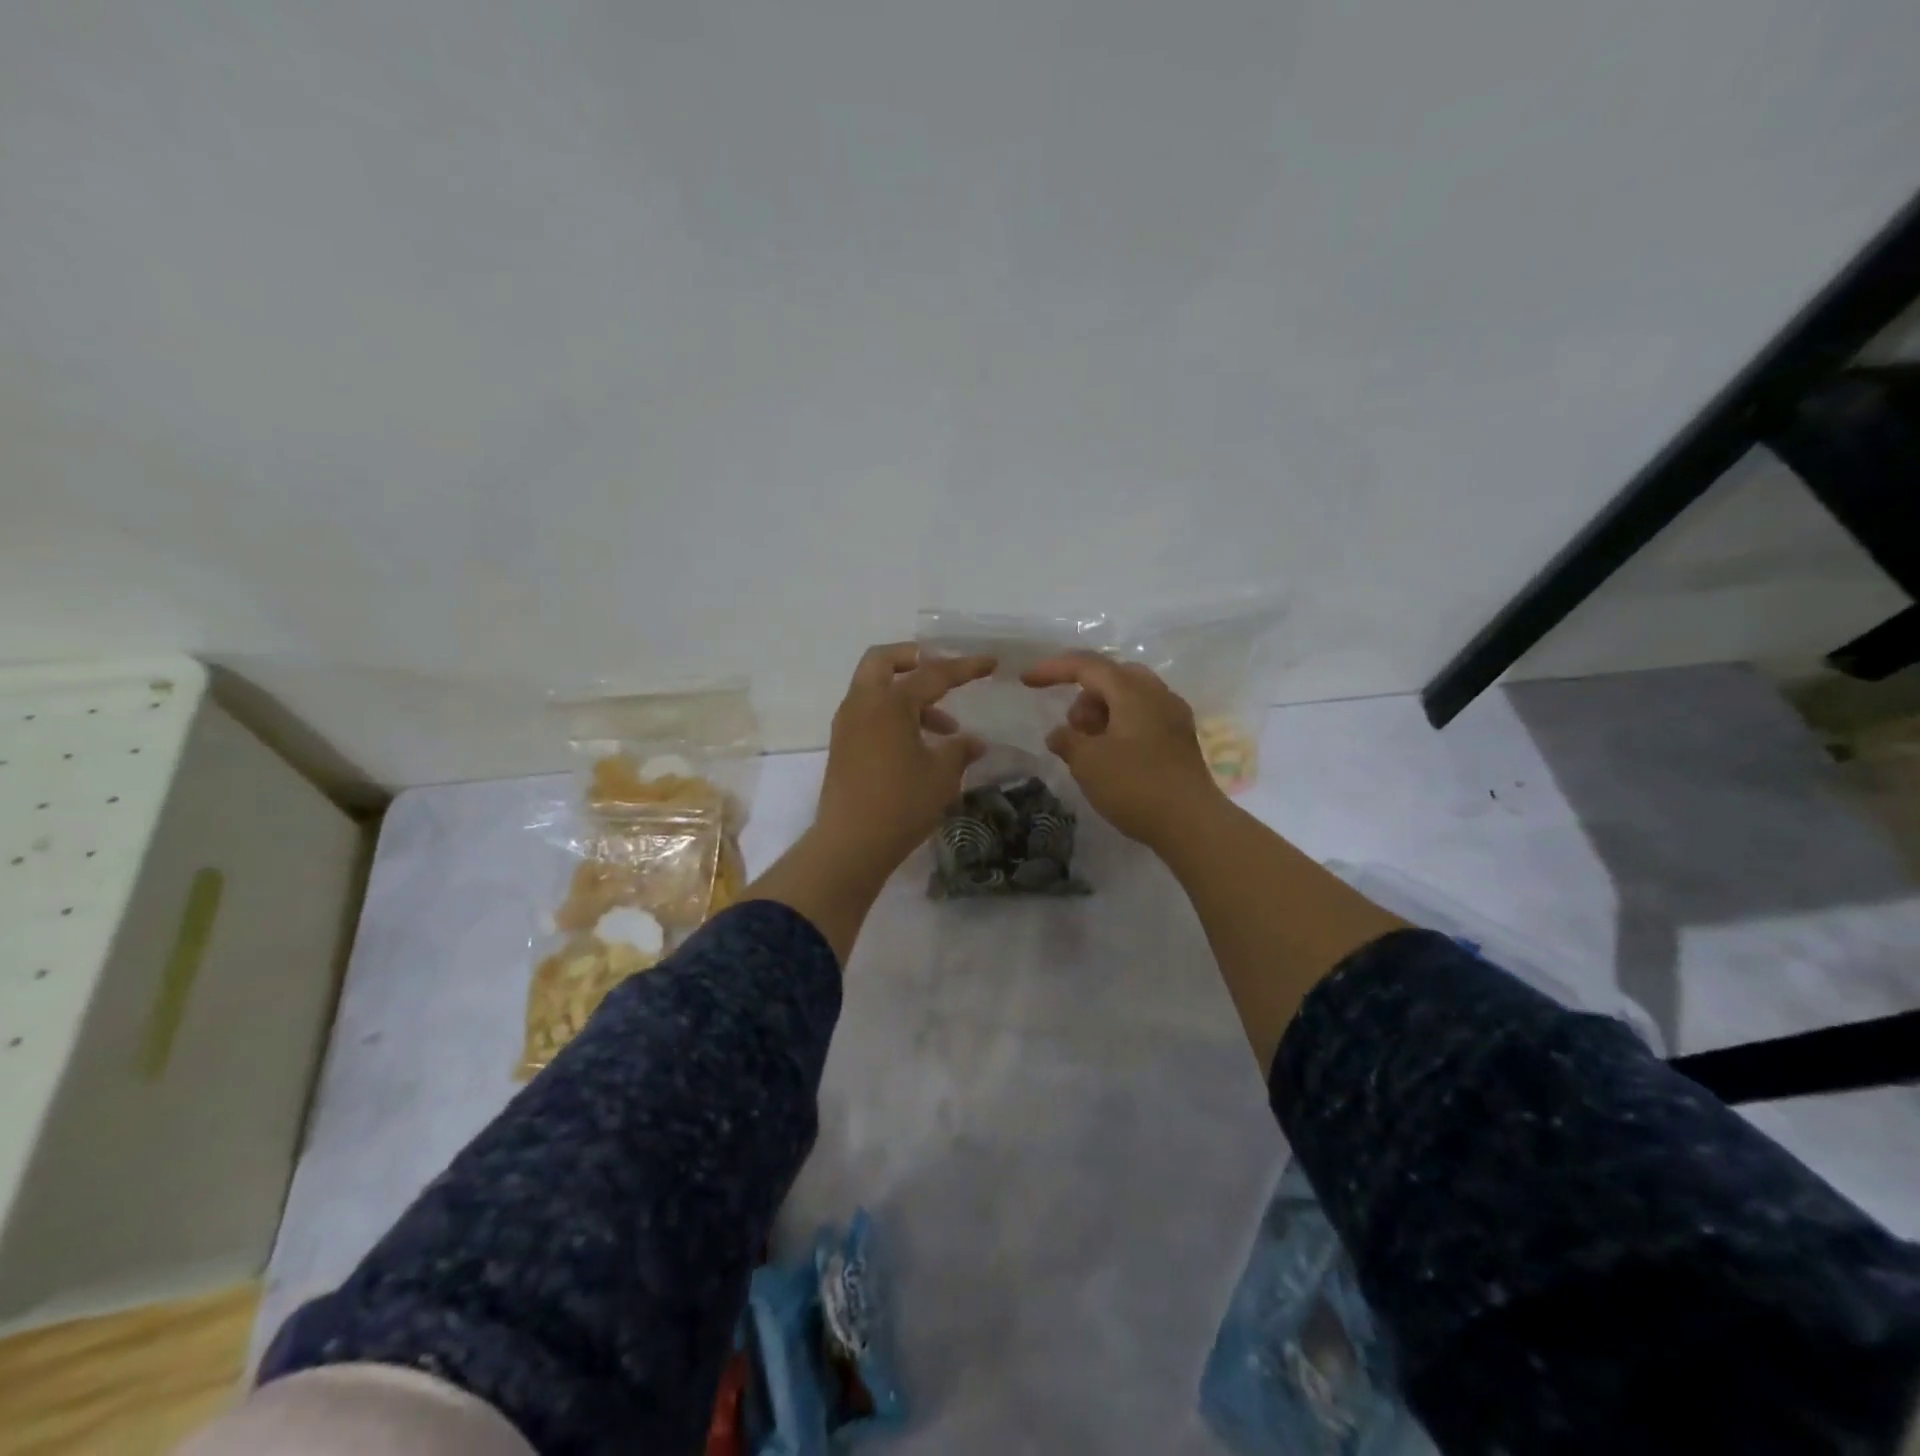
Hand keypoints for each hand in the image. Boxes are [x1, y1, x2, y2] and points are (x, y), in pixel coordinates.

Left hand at [815, 643, 994, 877]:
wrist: (850, 844)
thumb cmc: (901, 804)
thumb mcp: (941, 776)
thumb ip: (960, 751)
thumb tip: (974, 742)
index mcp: (889, 703)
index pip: (932, 673)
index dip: (965, 667)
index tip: (991, 662)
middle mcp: (863, 704)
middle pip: (883, 660)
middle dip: (914, 659)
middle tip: (943, 673)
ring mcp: (848, 725)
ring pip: (876, 689)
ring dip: (909, 695)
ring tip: (947, 729)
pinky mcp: (843, 747)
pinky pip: (870, 714)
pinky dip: (894, 715)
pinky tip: (921, 745)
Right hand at [1020, 652, 1222, 846]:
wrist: (1192, 824)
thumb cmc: (1135, 786)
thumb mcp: (1087, 763)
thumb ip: (1066, 740)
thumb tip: (1059, 734)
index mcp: (1133, 691)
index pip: (1087, 665)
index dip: (1053, 669)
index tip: (1026, 681)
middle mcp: (1157, 694)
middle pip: (1111, 677)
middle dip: (1083, 696)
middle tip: (1072, 728)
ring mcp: (1173, 716)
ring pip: (1129, 698)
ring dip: (1101, 713)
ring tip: (1090, 749)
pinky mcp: (1180, 740)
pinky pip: (1142, 717)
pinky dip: (1119, 727)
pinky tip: (1111, 756)